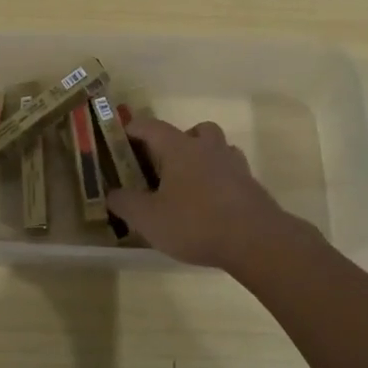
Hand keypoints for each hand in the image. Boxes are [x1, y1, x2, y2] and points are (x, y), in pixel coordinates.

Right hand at [106, 117, 305, 269]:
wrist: (255, 240)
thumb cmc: (195, 223)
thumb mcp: (148, 219)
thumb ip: (125, 203)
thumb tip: (112, 193)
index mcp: (180, 148)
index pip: (151, 127)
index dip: (133, 129)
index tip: (121, 138)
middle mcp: (208, 147)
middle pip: (193, 131)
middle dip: (176, 142)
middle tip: (163, 166)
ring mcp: (234, 164)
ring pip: (217, 148)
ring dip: (202, 158)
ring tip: (189, 186)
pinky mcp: (251, 185)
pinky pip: (230, 172)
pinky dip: (219, 180)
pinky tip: (211, 205)